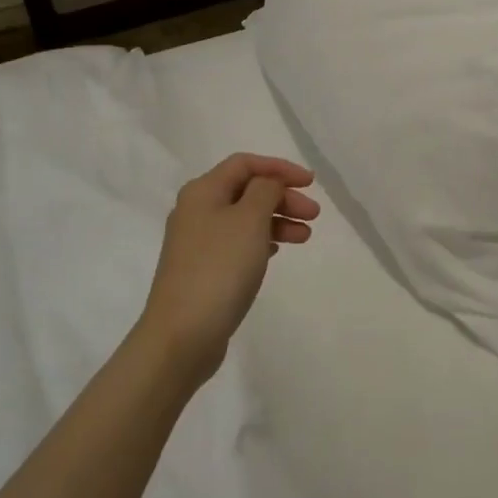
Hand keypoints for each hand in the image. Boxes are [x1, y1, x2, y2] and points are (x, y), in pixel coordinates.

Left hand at [137, 153, 317, 383]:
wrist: (182, 334)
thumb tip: (268, 184)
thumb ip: (265, 191)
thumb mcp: (250, 220)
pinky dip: (262, 241)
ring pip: (245, 218)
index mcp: (203, 191)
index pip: (245, 164)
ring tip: (305, 237)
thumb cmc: (220, 268)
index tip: (311, 183)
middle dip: (282, 197)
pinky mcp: (203, 269)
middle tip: (314, 215)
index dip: (280, 168)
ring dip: (277, 220)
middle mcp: (196, 211)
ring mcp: (197, 242)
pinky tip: (278, 251)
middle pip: (246, 190)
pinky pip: (238, 243)